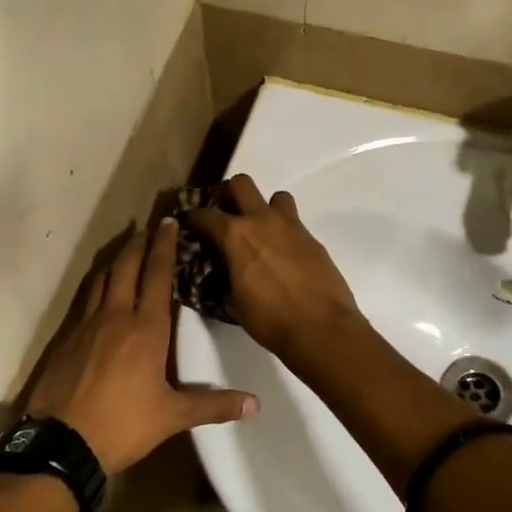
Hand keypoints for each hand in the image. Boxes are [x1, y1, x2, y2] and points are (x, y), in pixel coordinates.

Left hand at [24, 219, 257, 473]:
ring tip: (127, 250)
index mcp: (145, 329)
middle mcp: (115, 316)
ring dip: (117, 260)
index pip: (157, 276)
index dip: (164, 247)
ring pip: (102, 279)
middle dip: (140, 244)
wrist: (61, 441)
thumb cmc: (123, 425)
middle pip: (126, 267)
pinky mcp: (66, 337)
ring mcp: (86, 324)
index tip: (169, 223)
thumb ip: (213, 406)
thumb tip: (255, 404)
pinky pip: (85, 299)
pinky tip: (100, 290)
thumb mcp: (172, 417)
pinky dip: (97, 284)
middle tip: (150, 227)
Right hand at [188, 174, 359, 363]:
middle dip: (230, 194)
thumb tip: (224, 274)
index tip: (190, 223)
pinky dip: (284, 232)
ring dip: (265, 208)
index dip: (193, 217)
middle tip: (227, 213)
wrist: (321, 328)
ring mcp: (291, 226)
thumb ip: (225, 278)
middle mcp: (262, 221)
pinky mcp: (312, 239)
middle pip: (242, 184)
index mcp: (235, 236)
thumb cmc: (270, 319)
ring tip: (262, 230)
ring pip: (275, 196)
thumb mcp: (234, 302)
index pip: (205, 215)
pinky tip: (284, 254)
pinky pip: (294, 223)